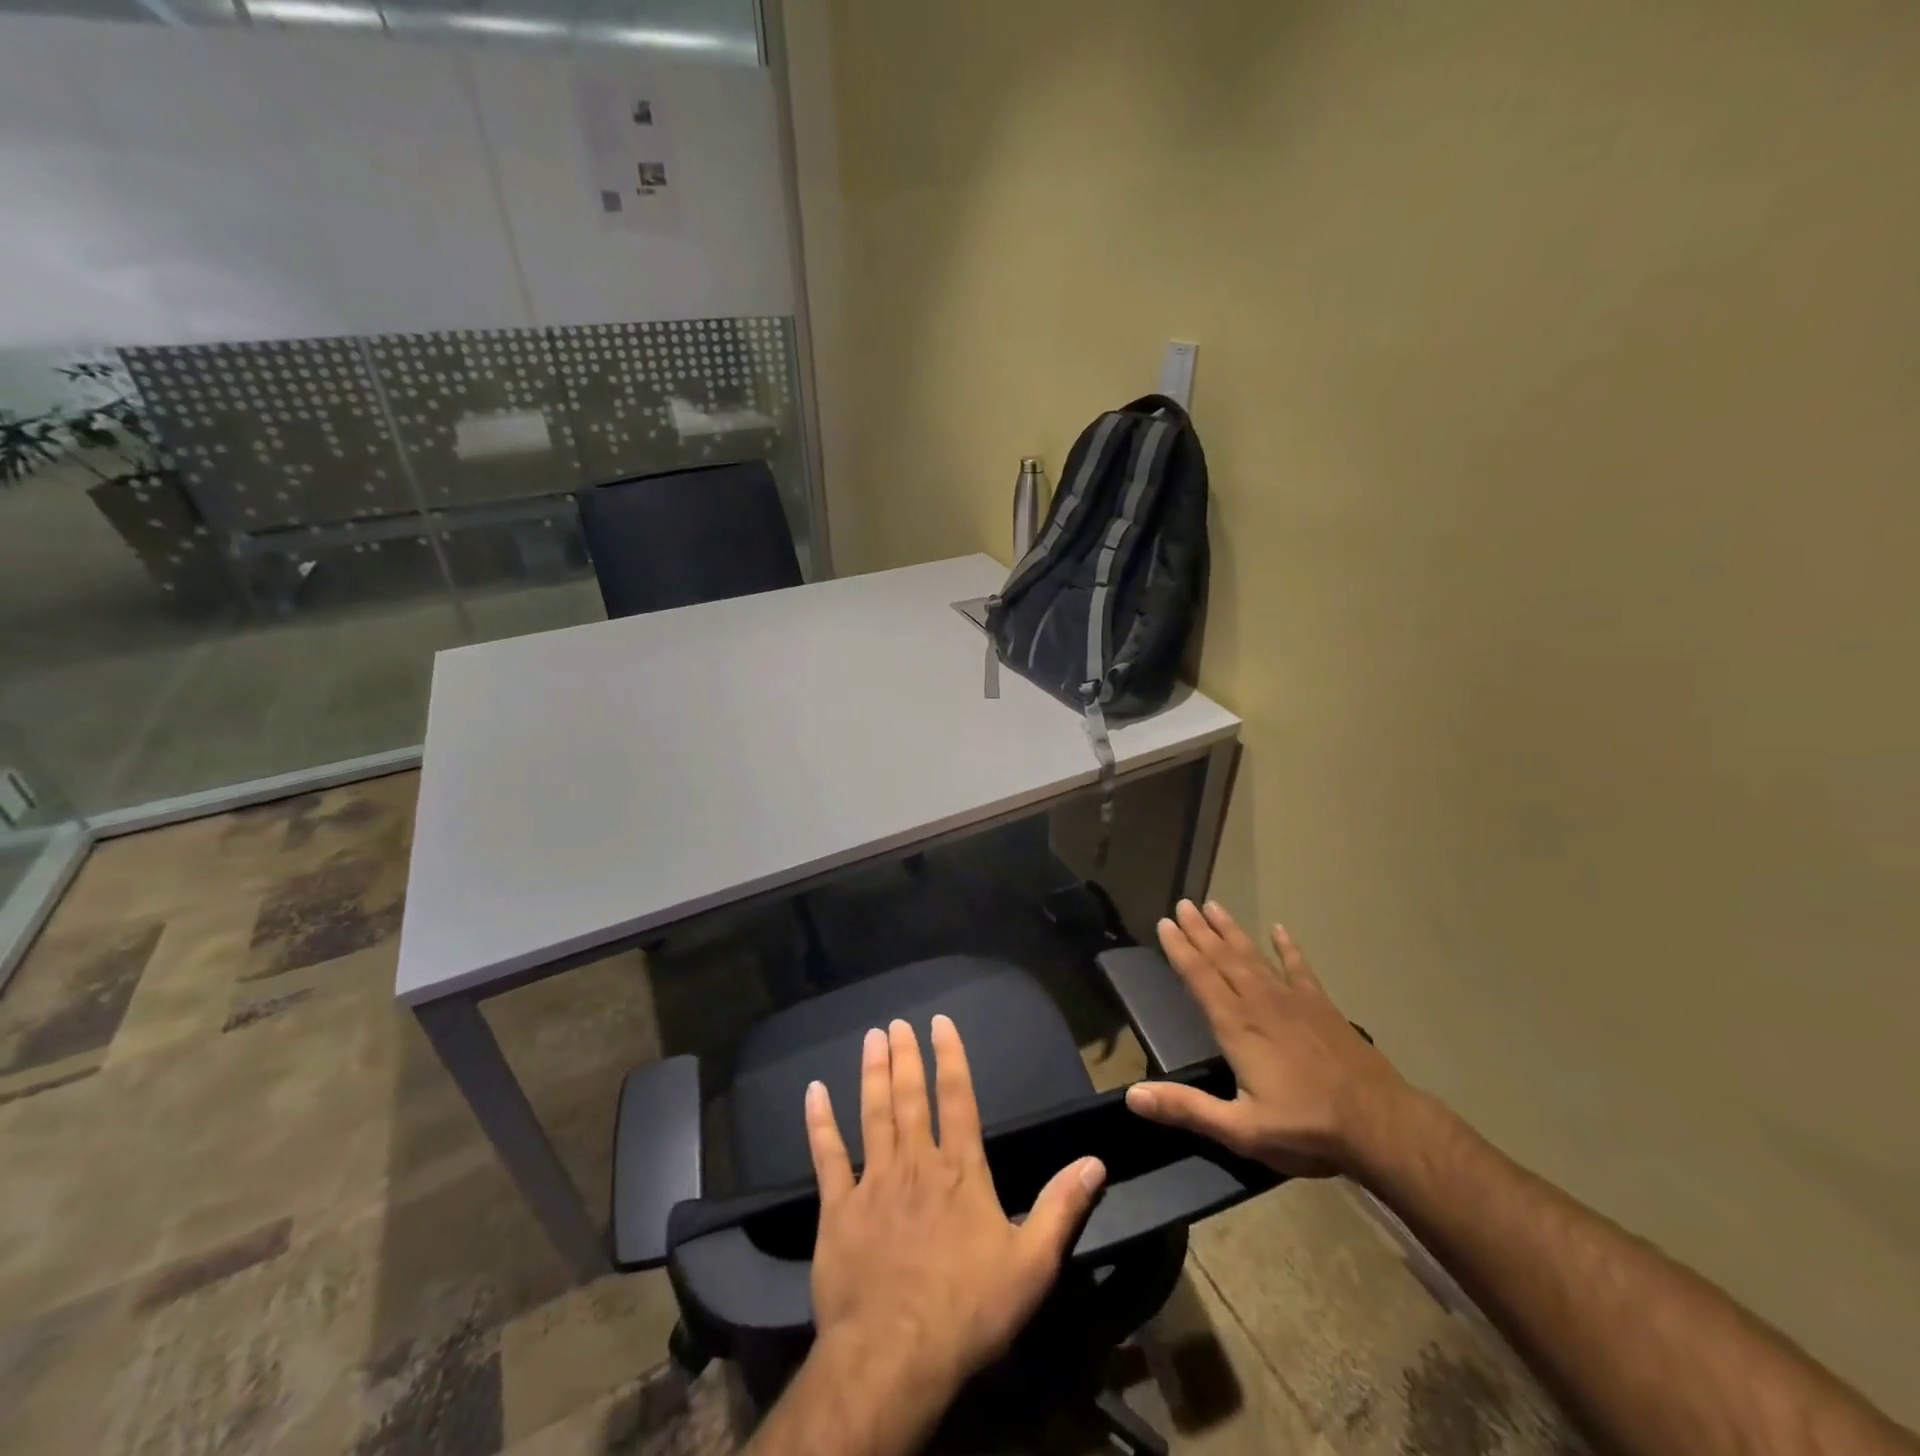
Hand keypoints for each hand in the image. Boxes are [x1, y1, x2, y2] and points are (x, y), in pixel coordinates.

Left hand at [805, 1016, 1106, 1410]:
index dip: (950, 1056)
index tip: (940, 1022)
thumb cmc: (968, 1310)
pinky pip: (827, 1156)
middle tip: (896, 1022)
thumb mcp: (1032, 1265)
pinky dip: (820, 1122)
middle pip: (910, 1098)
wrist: (895, 1356)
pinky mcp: (838, 1209)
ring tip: (871, 1038)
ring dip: (872, 1074)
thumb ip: (1061, 1208)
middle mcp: (916, 1163)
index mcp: (960, 1171)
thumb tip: (1095, 1161)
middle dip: (905, 1056)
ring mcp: (873, 1182)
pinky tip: (813, 1092)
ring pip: (873, 1114)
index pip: (958, 1098)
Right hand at [1125, 899, 1409, 1176]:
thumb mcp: (1241, 1129)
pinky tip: (1279, 929)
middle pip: (1223, 958)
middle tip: (1183, 904)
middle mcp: (1260, 1003)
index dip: (1180, 949)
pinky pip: (1299, 968)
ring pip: (1254, 955)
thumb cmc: (1306, 1128)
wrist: (1381, 1126)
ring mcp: (1294, 1001)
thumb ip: (1187, 1108)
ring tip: (1214, 906)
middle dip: (1200, 930)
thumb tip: (1133, 1096)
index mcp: (1236, 1026)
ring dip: (1232, 930)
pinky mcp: (1322, 1006)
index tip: (1164, 923)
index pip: (1199, 977)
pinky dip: (1288, 947)